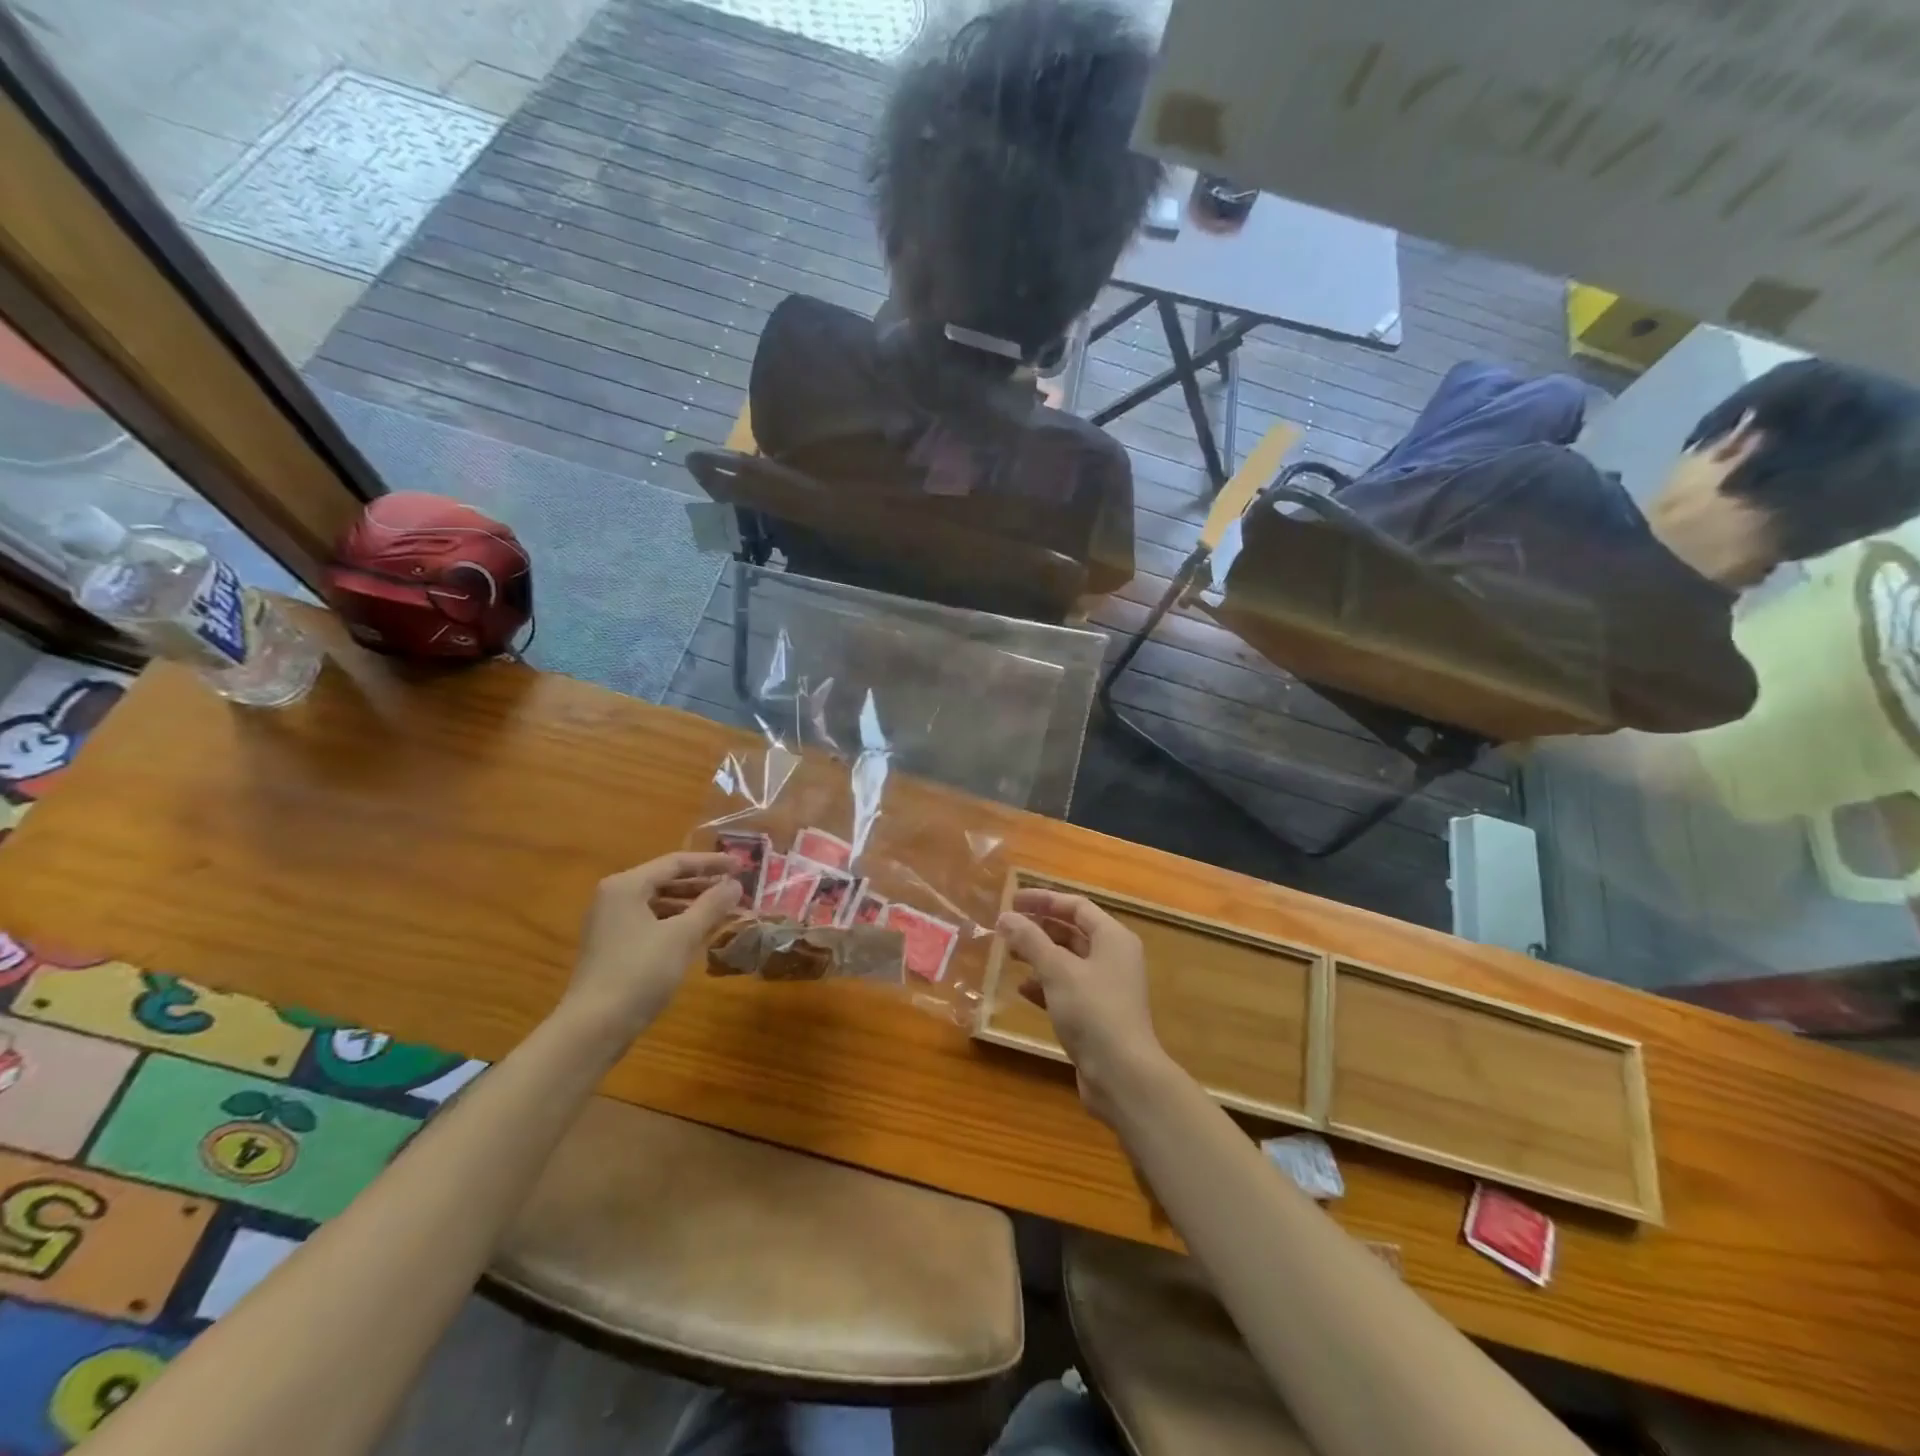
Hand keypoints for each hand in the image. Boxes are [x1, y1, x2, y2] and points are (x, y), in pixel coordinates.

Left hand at [562, 853, 742, 1038]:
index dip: (711, 863)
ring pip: (660, 903)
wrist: (594, 1028)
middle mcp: (614, 898)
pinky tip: (700, 933)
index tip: (741, 865)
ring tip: (724, 910)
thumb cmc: (639, 972)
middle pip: (666, 881)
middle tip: (736, 888)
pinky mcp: (614, 947)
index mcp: (626, 886)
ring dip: (692, 905)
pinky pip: (652, 923)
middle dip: (703, 884)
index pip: (675, 862)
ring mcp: (611, 924)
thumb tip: (735, 884)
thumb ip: (712, 905)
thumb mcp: (682, 935)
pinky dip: (677, 923)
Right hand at [997, 889, 1166, 1124]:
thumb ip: (1030, 940)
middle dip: (1039, 928)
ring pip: (1068, 962)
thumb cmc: (1093, 1011)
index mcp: (1113, 938)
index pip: (1076, 906)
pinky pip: (1067, 989)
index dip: (1044, 900)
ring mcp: (1106, 988)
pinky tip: (1022, 990)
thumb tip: (1006, 917)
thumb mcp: (1057, 970)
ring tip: (1009, 955)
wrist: (1122, 1075)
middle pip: (1073, 932)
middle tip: (1007, 928)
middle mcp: (1113, 958)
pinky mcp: (1097, 1015)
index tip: (1013, 901)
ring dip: (1039, 956)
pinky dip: (1045, 985)